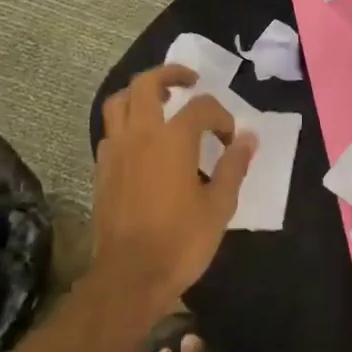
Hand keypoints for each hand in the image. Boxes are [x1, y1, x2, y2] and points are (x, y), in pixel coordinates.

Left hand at [91, 65, 255, 318]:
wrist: (129, 276)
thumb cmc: (180, 242)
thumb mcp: (219, 206)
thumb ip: (234, 167)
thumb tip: (249, 138)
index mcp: (173, 140)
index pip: (201, 107)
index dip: (221, 116)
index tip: (230, 140)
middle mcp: (140, 135)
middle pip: (147, 84)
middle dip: (170, 74)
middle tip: (190, 81)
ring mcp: (115, 151)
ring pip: (118, 102)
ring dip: (140, 93)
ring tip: (160, 101)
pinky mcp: (101, 169)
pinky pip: (110, 131)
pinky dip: (126, 123)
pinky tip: (142, 141)